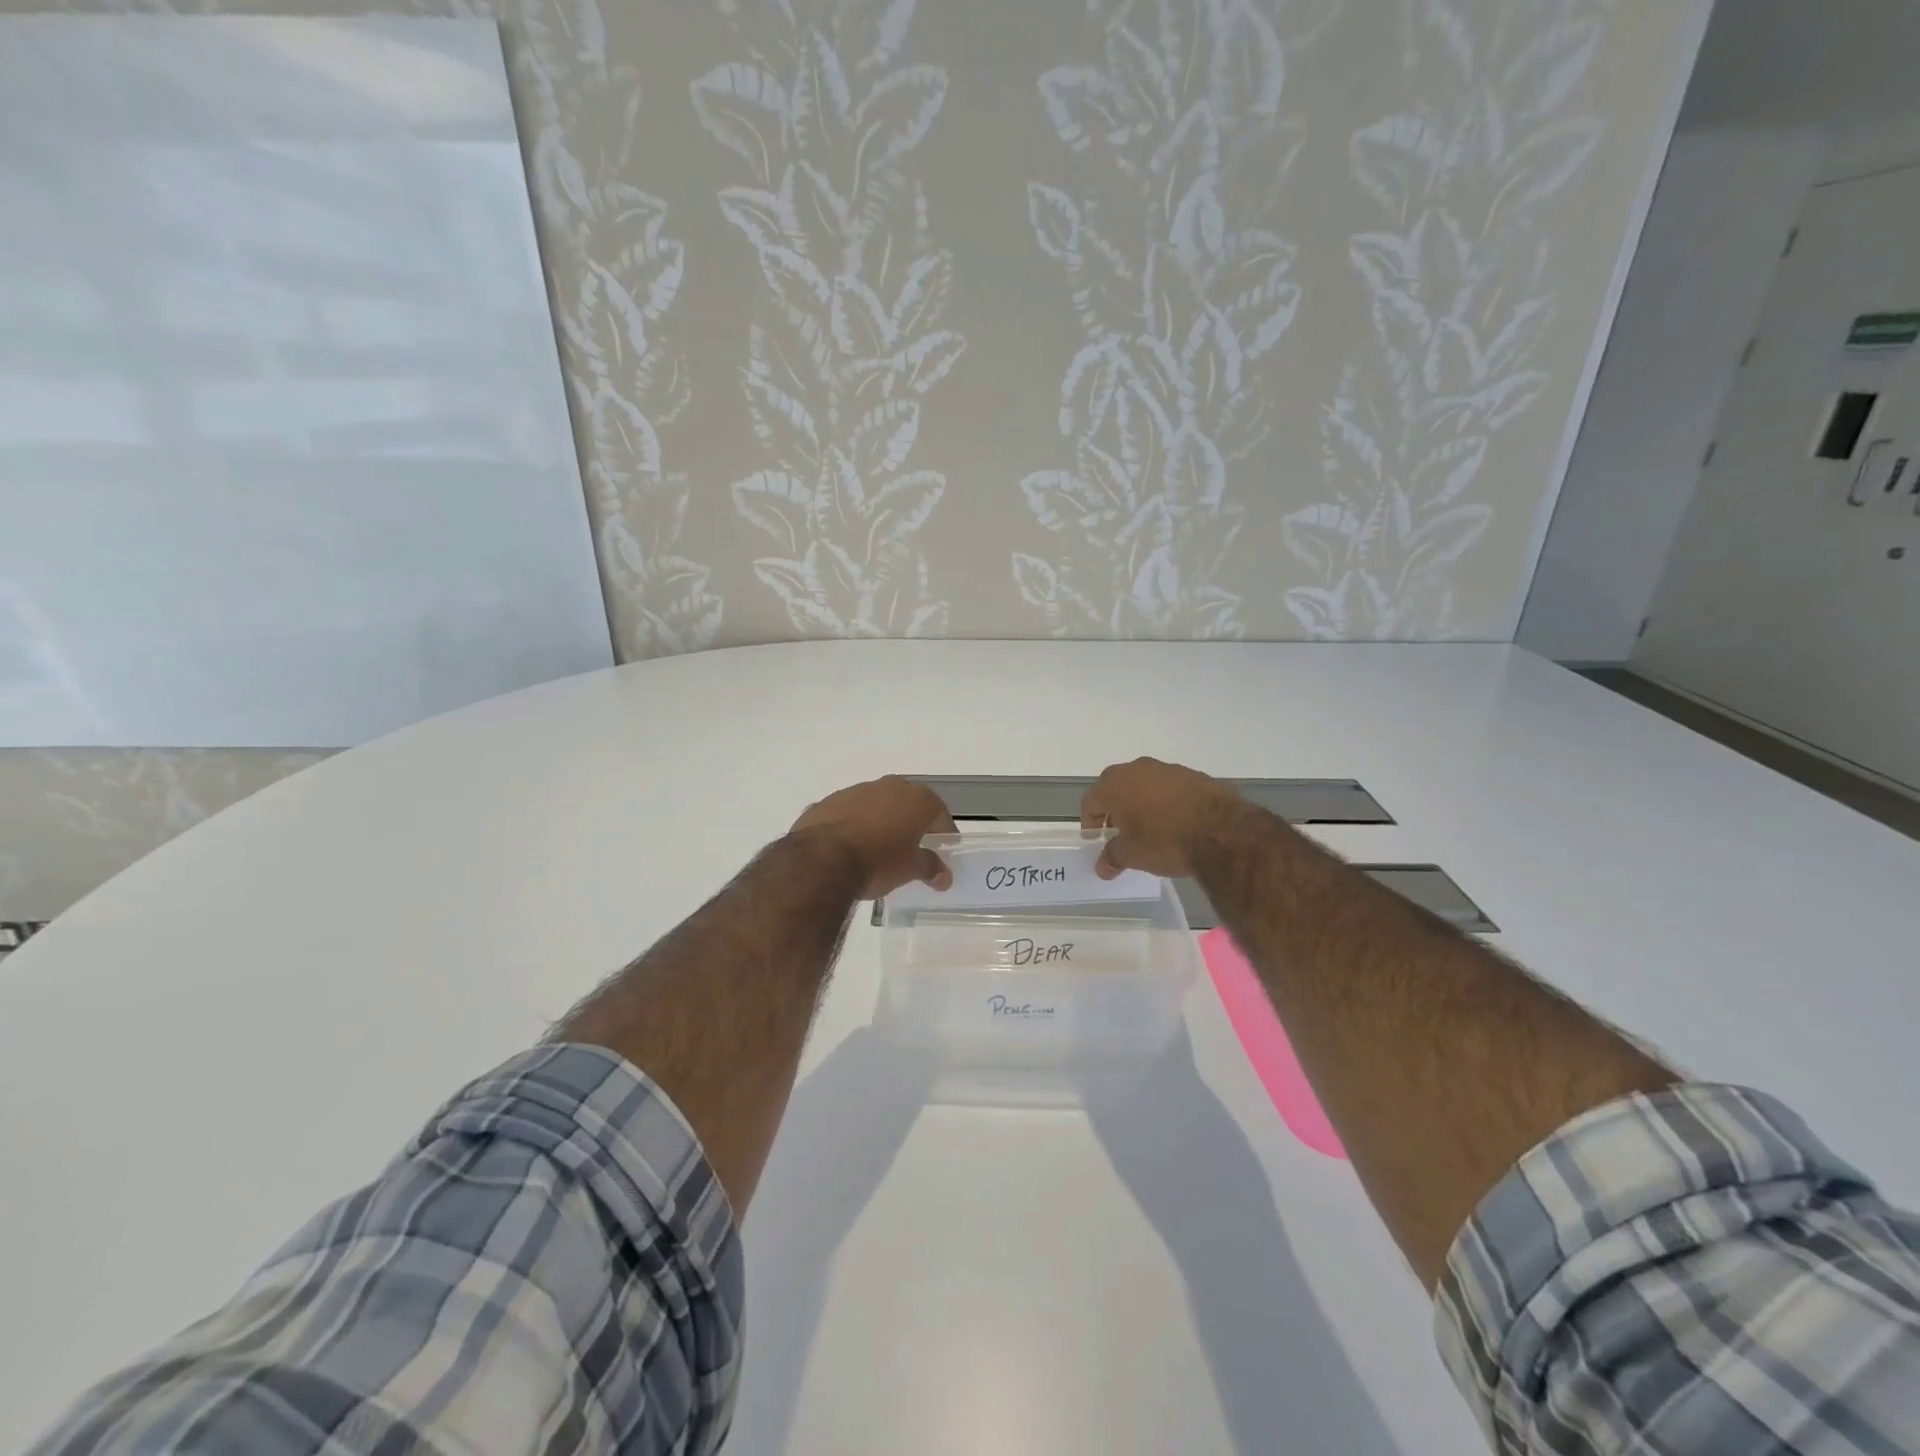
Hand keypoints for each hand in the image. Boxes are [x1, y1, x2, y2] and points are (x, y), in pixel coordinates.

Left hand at [791, 776, 955, 897]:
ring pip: (877, 804)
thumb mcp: (910, 869)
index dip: (943, 832)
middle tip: (911, 847)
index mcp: (916, 799)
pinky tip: (849, 847)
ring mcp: (856, 790)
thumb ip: (930, 867)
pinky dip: (854, 824)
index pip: (939, 813)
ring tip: (877, 848)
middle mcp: (889, 786)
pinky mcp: (829, 801)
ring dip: (880, 821)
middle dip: (911, 822)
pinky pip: (850, 812)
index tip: (942, 849)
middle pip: (908, 804)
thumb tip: (944, 876)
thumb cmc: (878, 862)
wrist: (822, 859)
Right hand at [1081, 758, 1242, 878]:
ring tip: (1150, 831)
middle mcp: (1137, 768)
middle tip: (1120, 835)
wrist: (1221, 830)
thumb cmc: (1164, 840)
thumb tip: (1102, 867)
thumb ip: (1112, 857)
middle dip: (1115, 812)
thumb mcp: (1132, 855)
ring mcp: (1168, 769)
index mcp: (1114, 783)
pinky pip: (1170, 789)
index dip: (1090, 823)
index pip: (1091, 801)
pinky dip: (1167, 803)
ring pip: (1145, 787)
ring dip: (1142, 805)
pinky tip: (1176, 824)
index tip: (1096, 840)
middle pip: (1116, 790)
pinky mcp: (1194, 775)